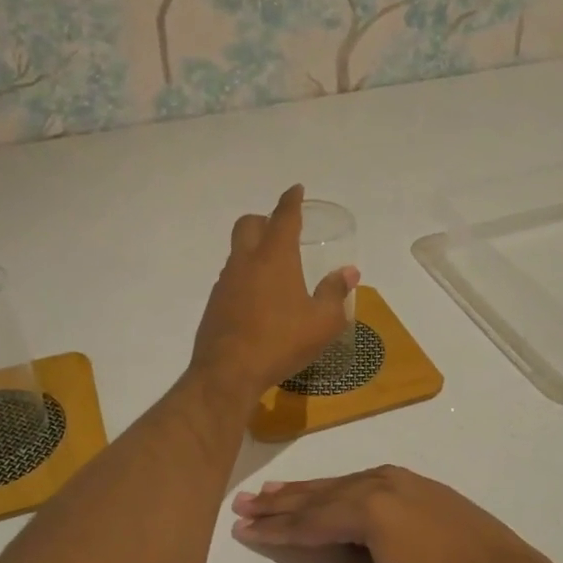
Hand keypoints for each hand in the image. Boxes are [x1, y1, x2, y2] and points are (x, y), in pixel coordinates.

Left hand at [191, 184, 358, 402]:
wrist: (228, 372)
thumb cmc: (281, 342)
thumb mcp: (322, 322)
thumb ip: (335, 293)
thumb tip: (348, 272)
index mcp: (275, 257)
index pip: (284, 217)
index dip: (291, 201)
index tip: (296, 190)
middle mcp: (246, 261)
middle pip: (249, 224)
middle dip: (265, 220)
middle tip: (282, 230)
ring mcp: (226, 282)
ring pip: (238, 252)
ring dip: (254, 250)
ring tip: (276, 270)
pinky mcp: (214, 304)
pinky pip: (232, 278)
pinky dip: (246, 277)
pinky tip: (259, 300)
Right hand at [231, 465, 552, 562]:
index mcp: (367, 511)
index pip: (306, 520)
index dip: (272, 527)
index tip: (240, 525)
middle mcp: (379, 484)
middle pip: (318, 494)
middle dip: (280, 501)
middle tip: (244, 501)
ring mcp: (402, 479)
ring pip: (340, 483)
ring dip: (305, 490)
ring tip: (273, 490)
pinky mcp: (419, 483)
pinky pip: (364, 479)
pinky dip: (336, 486)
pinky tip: (329, 488)